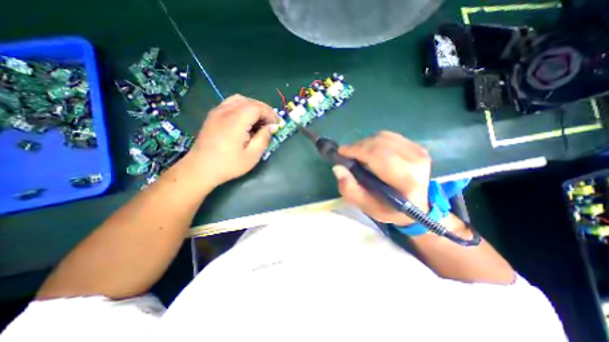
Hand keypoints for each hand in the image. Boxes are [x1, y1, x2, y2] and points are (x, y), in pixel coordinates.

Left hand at [187, 94, 278, 186]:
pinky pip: (230, 103)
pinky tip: (245, 119)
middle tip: (272, 123)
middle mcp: (225, 112)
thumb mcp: (252, 156)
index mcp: (235, 121)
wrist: (200, 169)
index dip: (270, 113)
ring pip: (240, 100)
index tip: (277, 124)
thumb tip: (272, 127)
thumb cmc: (228, 165)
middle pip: (250, 101)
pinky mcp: (213, 115)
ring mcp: (217, 112)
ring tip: (260, 120)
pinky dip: (242, 107)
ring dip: (253, 107)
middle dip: (264, 110)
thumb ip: (263, 138)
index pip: (257, 107)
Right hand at [333, 132, 432, 225]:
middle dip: (358, 146)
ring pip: (383, 137)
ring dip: (365, 143)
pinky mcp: (417, 146)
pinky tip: (372, 152)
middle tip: (347, 154)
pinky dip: (375, 141)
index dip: (356, 150)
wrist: (418, 206)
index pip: (377, 155)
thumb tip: (338, 168)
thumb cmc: (390, 209)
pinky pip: (389, 136)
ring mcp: (418, 151)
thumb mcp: (366, 206)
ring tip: (359, 154)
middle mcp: (415, 161)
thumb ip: (350, 190)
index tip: (341, 152)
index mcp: (405, 179)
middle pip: (378, 143)